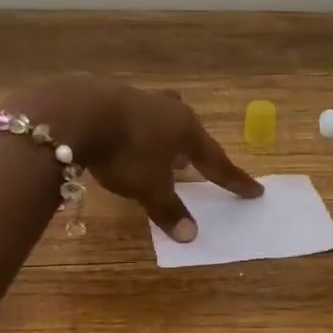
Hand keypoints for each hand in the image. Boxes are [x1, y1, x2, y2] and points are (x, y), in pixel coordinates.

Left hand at [5, 75, 262, 240]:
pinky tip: (119, 140)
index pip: (216, 160)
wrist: (77, 112)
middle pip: (186, 129)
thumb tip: (191, 236)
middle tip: (189, 163)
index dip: (234, 179)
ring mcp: (137, 97)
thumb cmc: (126, 151)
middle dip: (190, 147)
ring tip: (155, 151)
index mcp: (186, 129)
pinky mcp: (108, 96)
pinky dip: (133, 130)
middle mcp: (167, 108)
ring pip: (158, 118)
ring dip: (161, 135)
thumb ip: (169, 210)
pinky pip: (130, 115)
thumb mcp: (149, 187)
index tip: (255, 190)